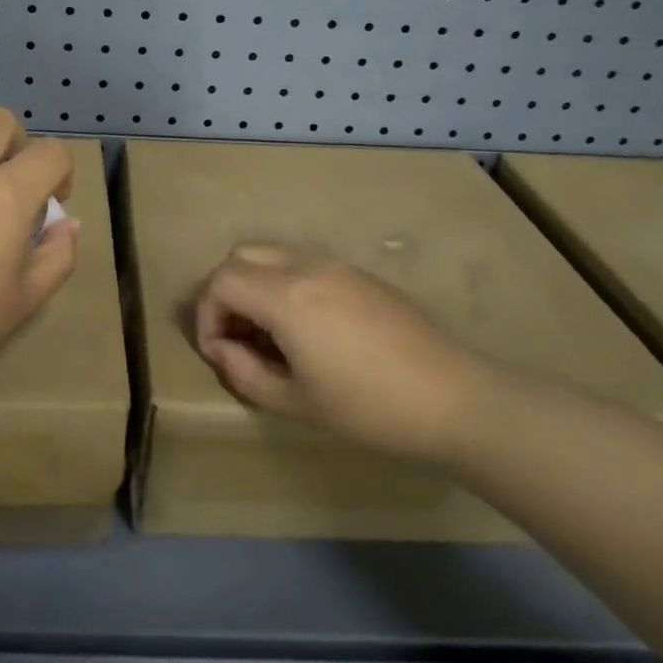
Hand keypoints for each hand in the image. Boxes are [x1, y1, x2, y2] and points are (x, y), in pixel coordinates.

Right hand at [193, 243, 493, 464]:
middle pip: (241, 256)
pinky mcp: (359, 274)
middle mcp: (305, 266)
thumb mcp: (296, 402)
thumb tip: (220, 349)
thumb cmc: (370, 408)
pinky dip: (283, 284)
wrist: (455, 400)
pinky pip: (302, 264)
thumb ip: (245, 372)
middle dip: (225, 292)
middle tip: (236, 337)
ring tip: (268, 334)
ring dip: (255, 285)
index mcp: (286, 295)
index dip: (206, 315)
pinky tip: (305, 329)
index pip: (221, 281)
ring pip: (272, 254)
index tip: (218, 353)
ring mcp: (336, 265)